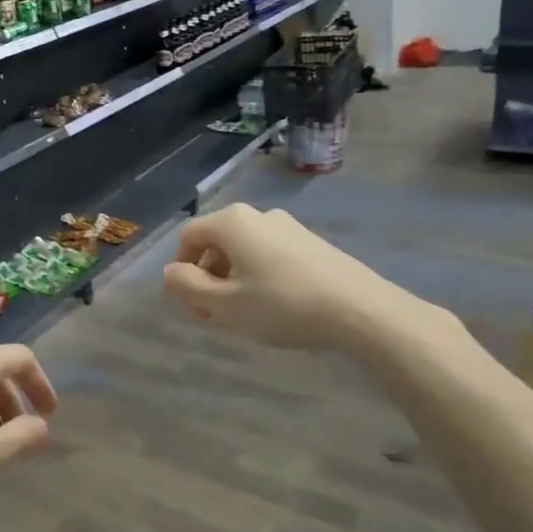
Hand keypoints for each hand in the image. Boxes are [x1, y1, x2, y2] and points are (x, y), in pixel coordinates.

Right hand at [163, 202, 448, 355]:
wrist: (361, 310)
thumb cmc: (282, 305)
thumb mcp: (224, 305)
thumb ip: (187, 287)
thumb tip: (171, 272)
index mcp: (232, 222)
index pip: (189, 237)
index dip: (181, 270)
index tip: (193, 305)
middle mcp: (259, 215)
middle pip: (217, 242)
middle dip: (208, 278)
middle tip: (216, 316)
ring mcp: (290, 227)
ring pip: (245, 250)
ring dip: (234, 280)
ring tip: (246, 315)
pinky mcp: (313, 244)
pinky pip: (271, 255)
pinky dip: (260, 277)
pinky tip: (277, 307)